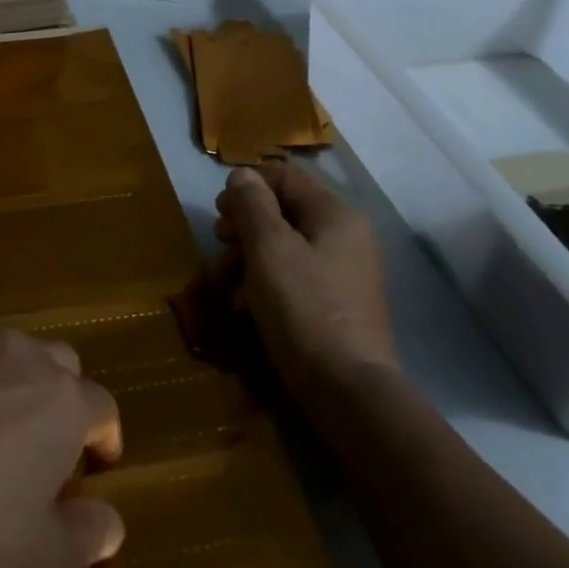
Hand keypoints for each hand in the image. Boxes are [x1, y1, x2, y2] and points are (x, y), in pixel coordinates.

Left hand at [0, 328, 124, 567]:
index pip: (103, 409)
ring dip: (17, 388)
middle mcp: (24, 355)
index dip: (104, 441)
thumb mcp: (38, 560)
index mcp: (64, 399)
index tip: (93, 472)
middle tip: (44, 451)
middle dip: (64, 402)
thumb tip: (108, 520)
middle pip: (62, 367)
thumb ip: (86, 535)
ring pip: (13, 356)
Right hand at [215, 162, 397, 395]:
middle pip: (282, 212)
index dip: (247, 187)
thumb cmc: (304, 309)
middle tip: (220, 246)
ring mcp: (343, 272)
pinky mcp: (336, 304)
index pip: (284, 176)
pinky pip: (294, 277)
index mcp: (334, 214)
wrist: (348, 392)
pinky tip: (246, 307)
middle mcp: (345, 236)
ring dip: (248, 259)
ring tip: (226, 284)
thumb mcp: (268, 249)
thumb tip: (241, 175)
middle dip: (244, 227)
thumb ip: (251, 205)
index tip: (220, 213)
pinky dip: (266, 284)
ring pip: (284, 247)